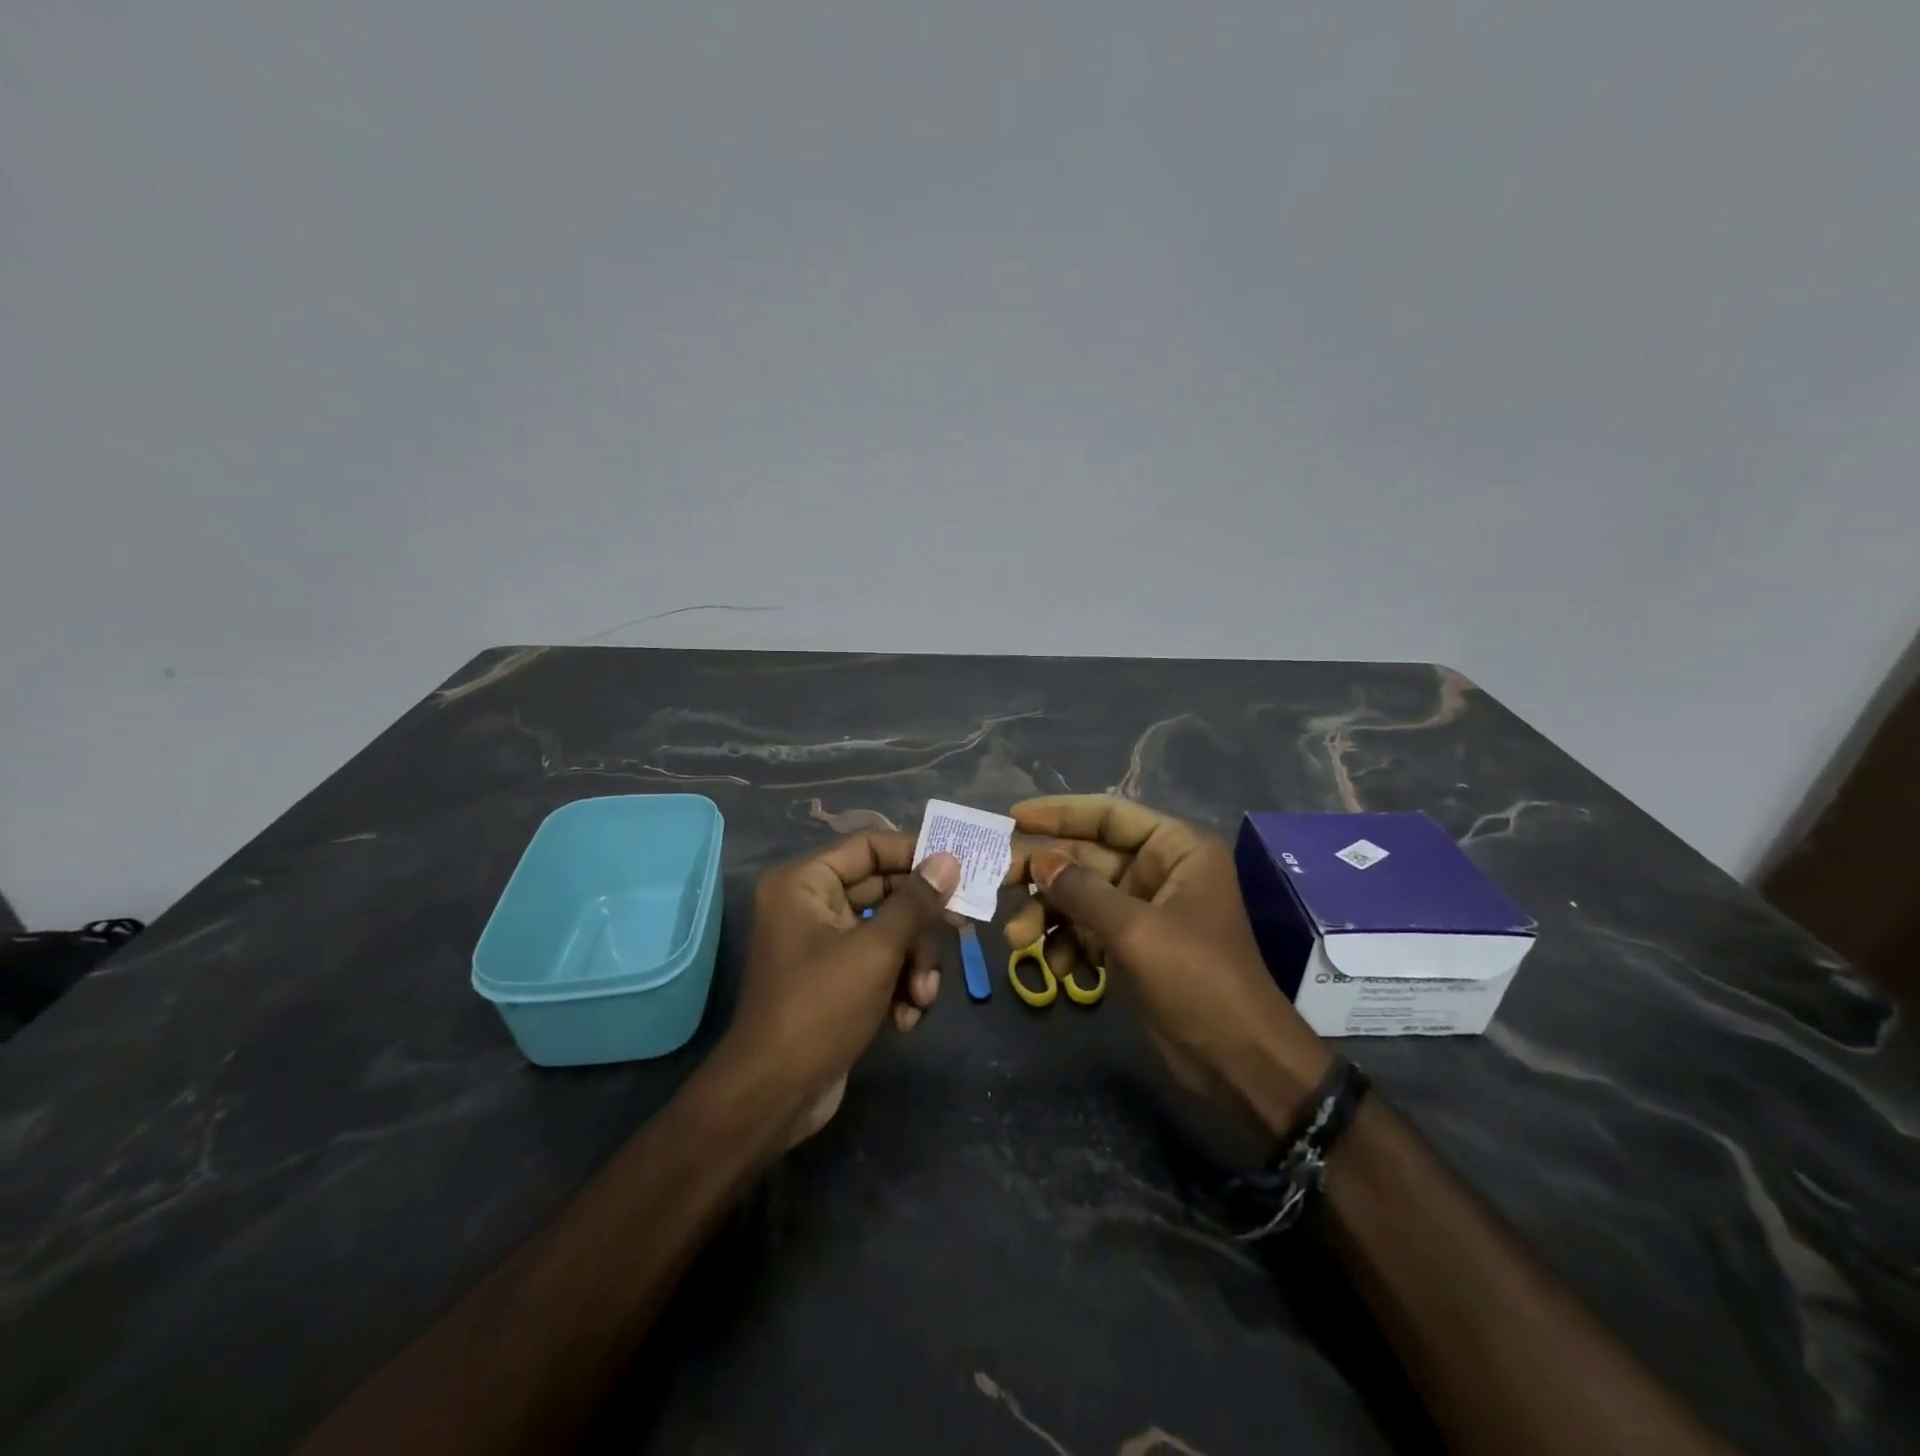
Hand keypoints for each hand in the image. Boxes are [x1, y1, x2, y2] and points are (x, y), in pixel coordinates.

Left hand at [723, 835, 959, 1145]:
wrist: (775, 1097)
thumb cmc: (820, 1009)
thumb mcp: (875, 951)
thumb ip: (915, 902)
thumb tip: (948, 859)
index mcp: (806, 883)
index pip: (870, 846)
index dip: (915, 852)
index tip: (959, 864)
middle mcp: (812, 905)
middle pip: (886, 891)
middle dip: (921, 926)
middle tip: (962, 931)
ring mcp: (825, 944)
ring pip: (891, 932)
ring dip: (915, 965)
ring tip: (921, 998)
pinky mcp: (838, 980)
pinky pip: (882, 964)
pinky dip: (899, 988)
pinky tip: (905, 1020)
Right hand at [1005, 796, 1330, 1133]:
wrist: (1240, 1065)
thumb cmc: (1198, 982)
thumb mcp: (1136, 930)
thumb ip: (1081, 890)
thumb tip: (1038, 860)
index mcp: (1176, 849)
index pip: (1109, 815)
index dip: (1060, 813)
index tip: (1013, 817)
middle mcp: (1159, 871)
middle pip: (1087, 857)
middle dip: (1044, 874)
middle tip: (997, 881)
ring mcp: (1144, 911)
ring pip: (1081, 897)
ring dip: (1048, 916)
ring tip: (1018, 941)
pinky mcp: (1133, 948)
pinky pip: (1088, 931)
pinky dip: (1068, 946)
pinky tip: (1058, 971)